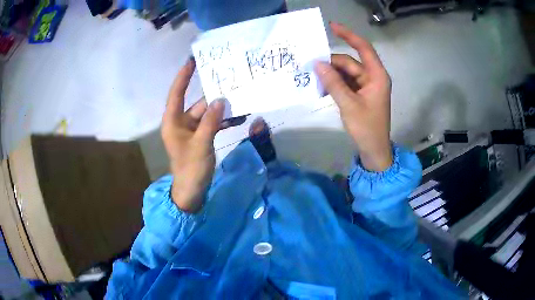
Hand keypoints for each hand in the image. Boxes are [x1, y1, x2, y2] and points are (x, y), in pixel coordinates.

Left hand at [162, 58, 224, 212]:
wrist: (191, 191)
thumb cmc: (191, 168)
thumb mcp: (201, 144)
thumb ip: (211, 121)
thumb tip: (220, 100)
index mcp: (173, 122)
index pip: (176, 94)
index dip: (183, 77)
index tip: (192, 61)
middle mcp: (181, 122)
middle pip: (197, 103)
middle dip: (214, 96)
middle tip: (232, 83)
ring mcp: (191, 130)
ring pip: (207, 114)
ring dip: (222, 110)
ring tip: (241, 101)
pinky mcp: (200, 137)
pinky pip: (212, 123)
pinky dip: (223, 121)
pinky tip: (239, 118)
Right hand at [315, 22, 392, 171]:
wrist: (374, 150)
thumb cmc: (366, 128)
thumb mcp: (349, 105)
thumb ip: (333, 83)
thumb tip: (318, 64)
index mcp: (377, 76)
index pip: (363, 48)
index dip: (349, 35)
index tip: (332, 27)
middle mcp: (372, 77)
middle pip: (350, 62)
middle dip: (332, 64)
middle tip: (311, 66)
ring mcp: (366, 86)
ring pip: (346, 72)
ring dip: (331, 75)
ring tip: (313, 79)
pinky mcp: (360, 94)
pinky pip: (346, 82)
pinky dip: (335, 83)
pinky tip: (322, 86)